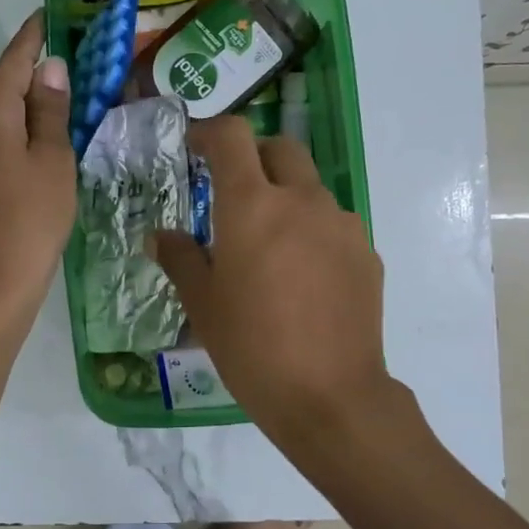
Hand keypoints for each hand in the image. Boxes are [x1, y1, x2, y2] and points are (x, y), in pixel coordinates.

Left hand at [0, 11, 74, 333]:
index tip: (47, 15)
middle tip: (73, 74)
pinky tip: (38, 153)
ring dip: (26, 115)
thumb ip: (51, 110)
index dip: (33, 37)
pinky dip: (13, 140)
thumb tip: (50, 68)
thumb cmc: (31, 218)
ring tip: (63, 118)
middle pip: (2, 90)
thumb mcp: (54, 160)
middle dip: (35, 81)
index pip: (13, 60)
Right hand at [152, 117, 392, 452]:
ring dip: (285, 195)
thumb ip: (180, 258)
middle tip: (232, 190)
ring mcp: (341, 224)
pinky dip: (311, 230)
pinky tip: (302, 276)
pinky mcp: (366, 252)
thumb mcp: (203, 304)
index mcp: (253, 205)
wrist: (330, 396)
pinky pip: (333, 223)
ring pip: (310, 187)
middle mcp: (302, 200)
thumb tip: (161, 235)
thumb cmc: (252, 346)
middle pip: (280, 148)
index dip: (210, 131)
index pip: (233, 136)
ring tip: (269, 244)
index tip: (195, 147)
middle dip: (253, 157)